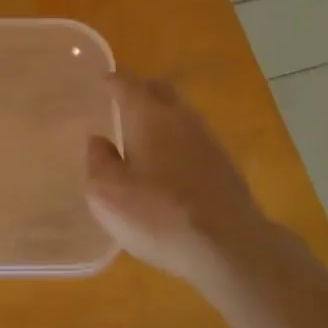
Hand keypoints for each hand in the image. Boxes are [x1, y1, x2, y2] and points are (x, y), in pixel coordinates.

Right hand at [85, 74, 275, 288]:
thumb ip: (98, 161)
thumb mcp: (107, 194)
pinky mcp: (225, 166)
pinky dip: (178, 141)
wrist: (229, 247)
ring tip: (144, 132)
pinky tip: (170, 163)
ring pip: (180, 113)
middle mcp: (180, 118)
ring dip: (162, 116)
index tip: (102, 80)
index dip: (112, 80)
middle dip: (141, 89)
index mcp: (148, 116)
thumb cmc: (158, 215)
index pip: (127, 84)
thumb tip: (99, 141)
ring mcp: (208, 140)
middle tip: (123, 100)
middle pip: (160, 90)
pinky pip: (194, 139)